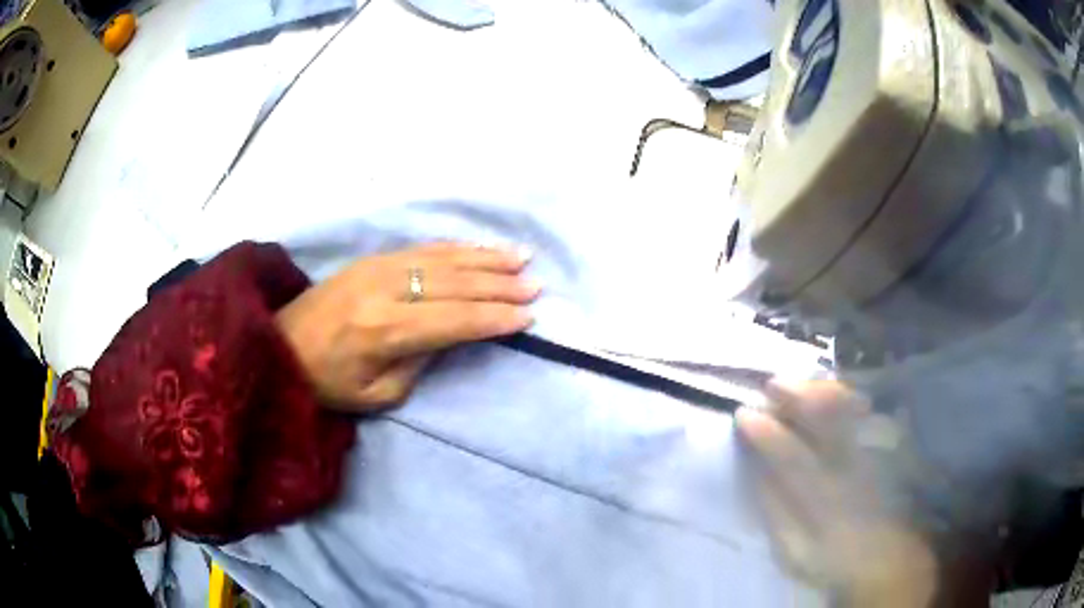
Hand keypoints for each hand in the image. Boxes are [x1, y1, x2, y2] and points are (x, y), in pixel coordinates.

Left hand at [275, 243, 538, 411]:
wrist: (280, 344)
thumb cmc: (327, 382)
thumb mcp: (377, 394)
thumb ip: (419, 363)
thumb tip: (449, 334)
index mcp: (386, 331)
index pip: (454, 320)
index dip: (494, 318)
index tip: (528, 317)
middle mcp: (386, 290)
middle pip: (455, 284)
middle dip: (499, 285)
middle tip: (535, 285)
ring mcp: (379, 266)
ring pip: (443, 258)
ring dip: (485, 259)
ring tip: (520, 258)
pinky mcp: (372, 257)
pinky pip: (423, 248)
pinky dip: (457, 248)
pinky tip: (479, 248)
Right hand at [735, 380, 936, 606]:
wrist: (883, 555)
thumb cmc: (832, 558)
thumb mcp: (793, 550)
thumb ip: (775, 511)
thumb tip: (757, 471)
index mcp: (825, 499)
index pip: (792, 458)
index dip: (767, 434)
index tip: (743, 415)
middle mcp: (852, 467)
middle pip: (827, 421)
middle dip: (797, 397)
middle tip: (771, 384)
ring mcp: (873, 452)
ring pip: (849, 409)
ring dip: (821, 390)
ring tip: (798, 383)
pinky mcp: (886, 446)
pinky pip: (865, 410)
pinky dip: (847, 396)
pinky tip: (832, 391)